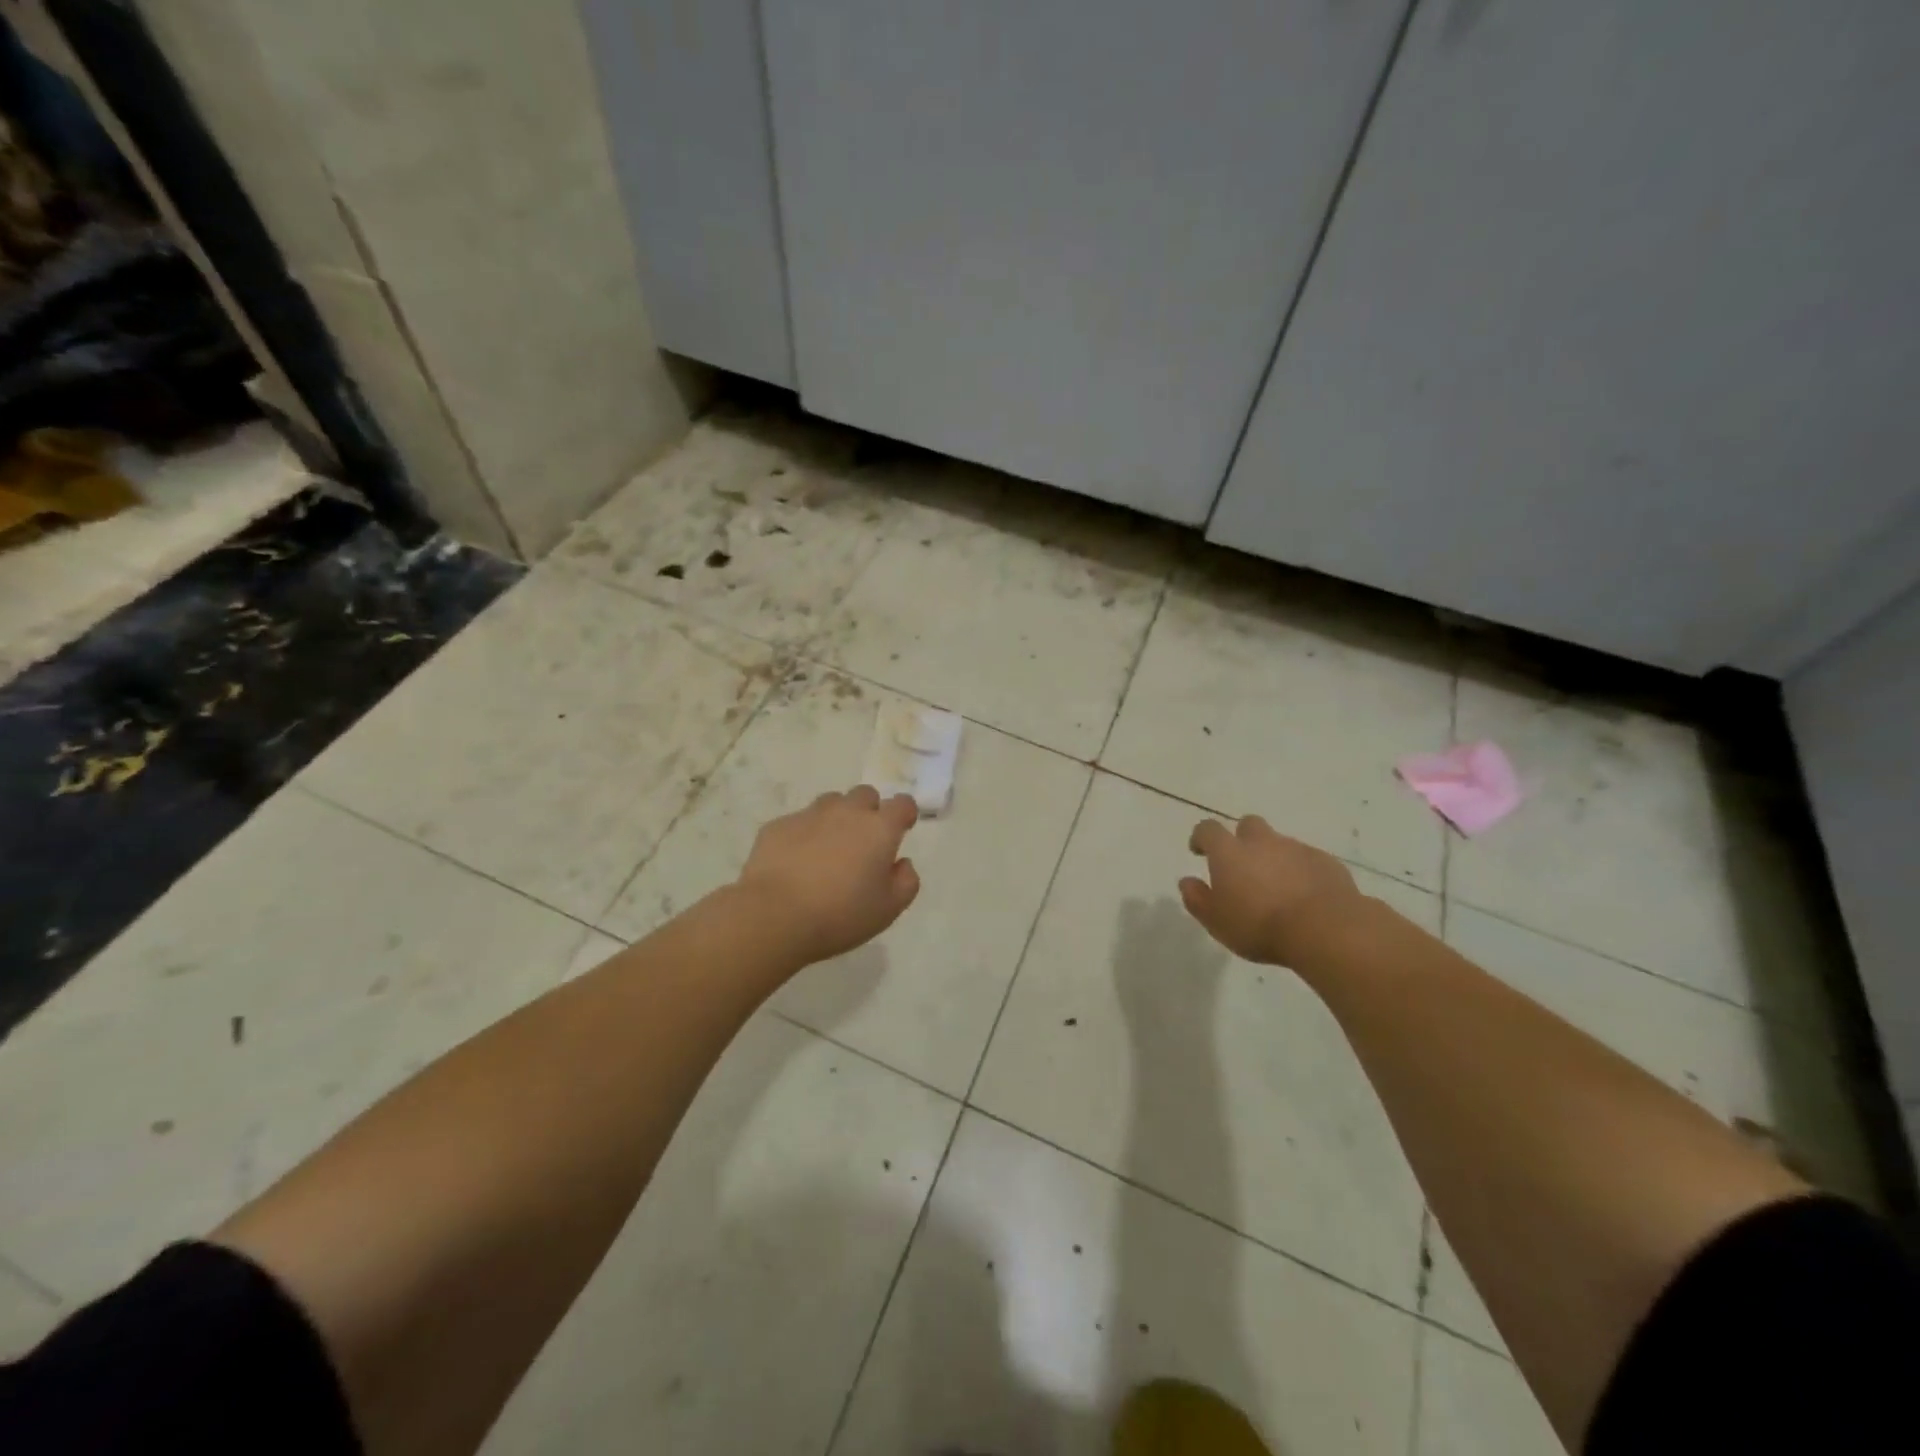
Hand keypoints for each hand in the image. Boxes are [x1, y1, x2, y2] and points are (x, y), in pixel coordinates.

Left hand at [736, 786, 922, 963]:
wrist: (773, 916)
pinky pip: (798, 822)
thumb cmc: (840, 914)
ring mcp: (809, 815)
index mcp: (879, 829)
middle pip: (865, 795)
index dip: (905, 814)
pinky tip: (796, 863)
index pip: (902, 804)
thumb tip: (902, 863)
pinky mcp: (778, 826)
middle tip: (863, 843)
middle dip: (869, 811)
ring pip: (831, 803)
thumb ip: (906, 882)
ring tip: (828, 850)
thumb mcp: (888, 909)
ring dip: (836, 819)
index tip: (902, 829)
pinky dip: (804, 835)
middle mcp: (846, 812)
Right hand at [1179, 815, 1367, 965]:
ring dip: (1274, 857)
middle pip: (1248, 826)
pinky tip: (1304, 895)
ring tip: (1276, 887)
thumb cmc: (1260, 926)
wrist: (1325, 929)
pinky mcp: (1325, 862)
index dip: (1201, 837)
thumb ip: (1197, 899)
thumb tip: (1186, 882)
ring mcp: (1296, 849)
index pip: (1207, 829)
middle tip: (1243, 866)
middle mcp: (1261, 842)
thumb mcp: (1216, 921)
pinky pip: (1307, 859)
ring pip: (1280, 843)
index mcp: (1229, 852)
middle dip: (1242, 839)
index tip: (1199, 851)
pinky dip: (1301, 871)